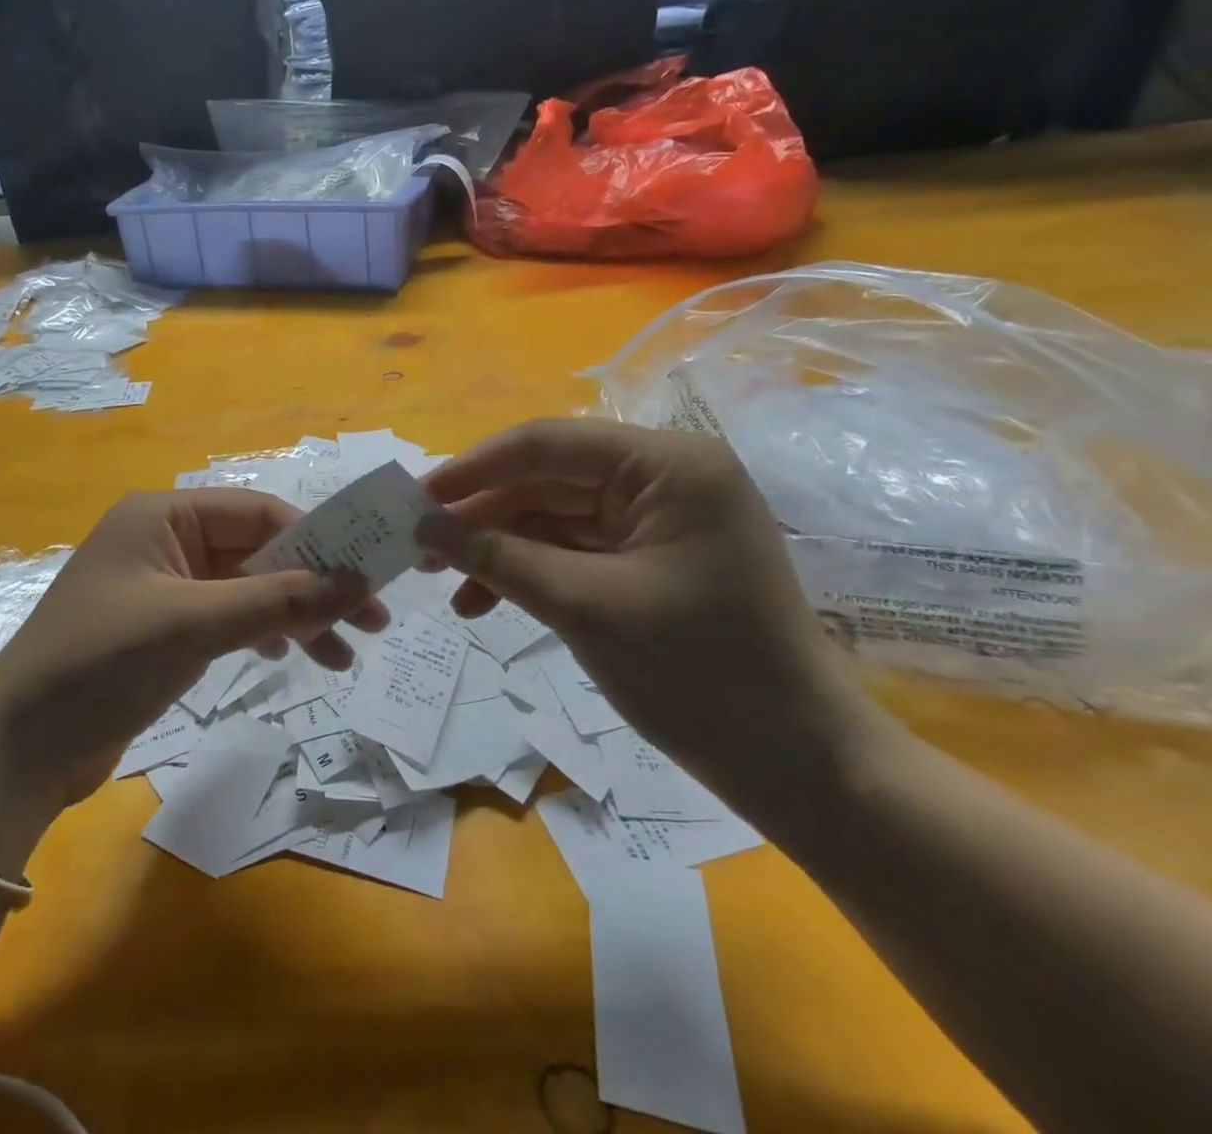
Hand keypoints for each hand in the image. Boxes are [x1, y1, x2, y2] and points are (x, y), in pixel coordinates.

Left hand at [0, 489, 384, 853]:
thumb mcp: (193, 625)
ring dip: (295, 615)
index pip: (258, 513)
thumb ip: (277, 599)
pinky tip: (291, 655)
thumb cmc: (100, 664)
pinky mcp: (163, 630)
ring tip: (344, 655)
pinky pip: (228, 618)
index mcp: (163, 516)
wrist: (18, 750)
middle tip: (372, 621)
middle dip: (313, 585)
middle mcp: (166, 541)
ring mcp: (164, 587)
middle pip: (258, 552)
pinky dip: (263, 633)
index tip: (367, 576)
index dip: (316, 542)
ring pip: (248, 589)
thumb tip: (357, 580)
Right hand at [418, 419, 886, 814]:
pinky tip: (483, 603)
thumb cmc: (700, 676)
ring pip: (552, 517)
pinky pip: (573, 550)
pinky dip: (529, 572)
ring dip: (498, 548)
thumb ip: (497, 557)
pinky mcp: (649, 558)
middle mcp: (663, 478)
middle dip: (482, 515)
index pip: (548, 444)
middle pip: (546, 480)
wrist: (797, 768)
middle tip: (418, 548)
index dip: (474, 469)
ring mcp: (657, 520)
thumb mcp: (583, 607)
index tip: (414, 498)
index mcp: (667, 465)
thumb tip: (422, 526)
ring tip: (443, 583)